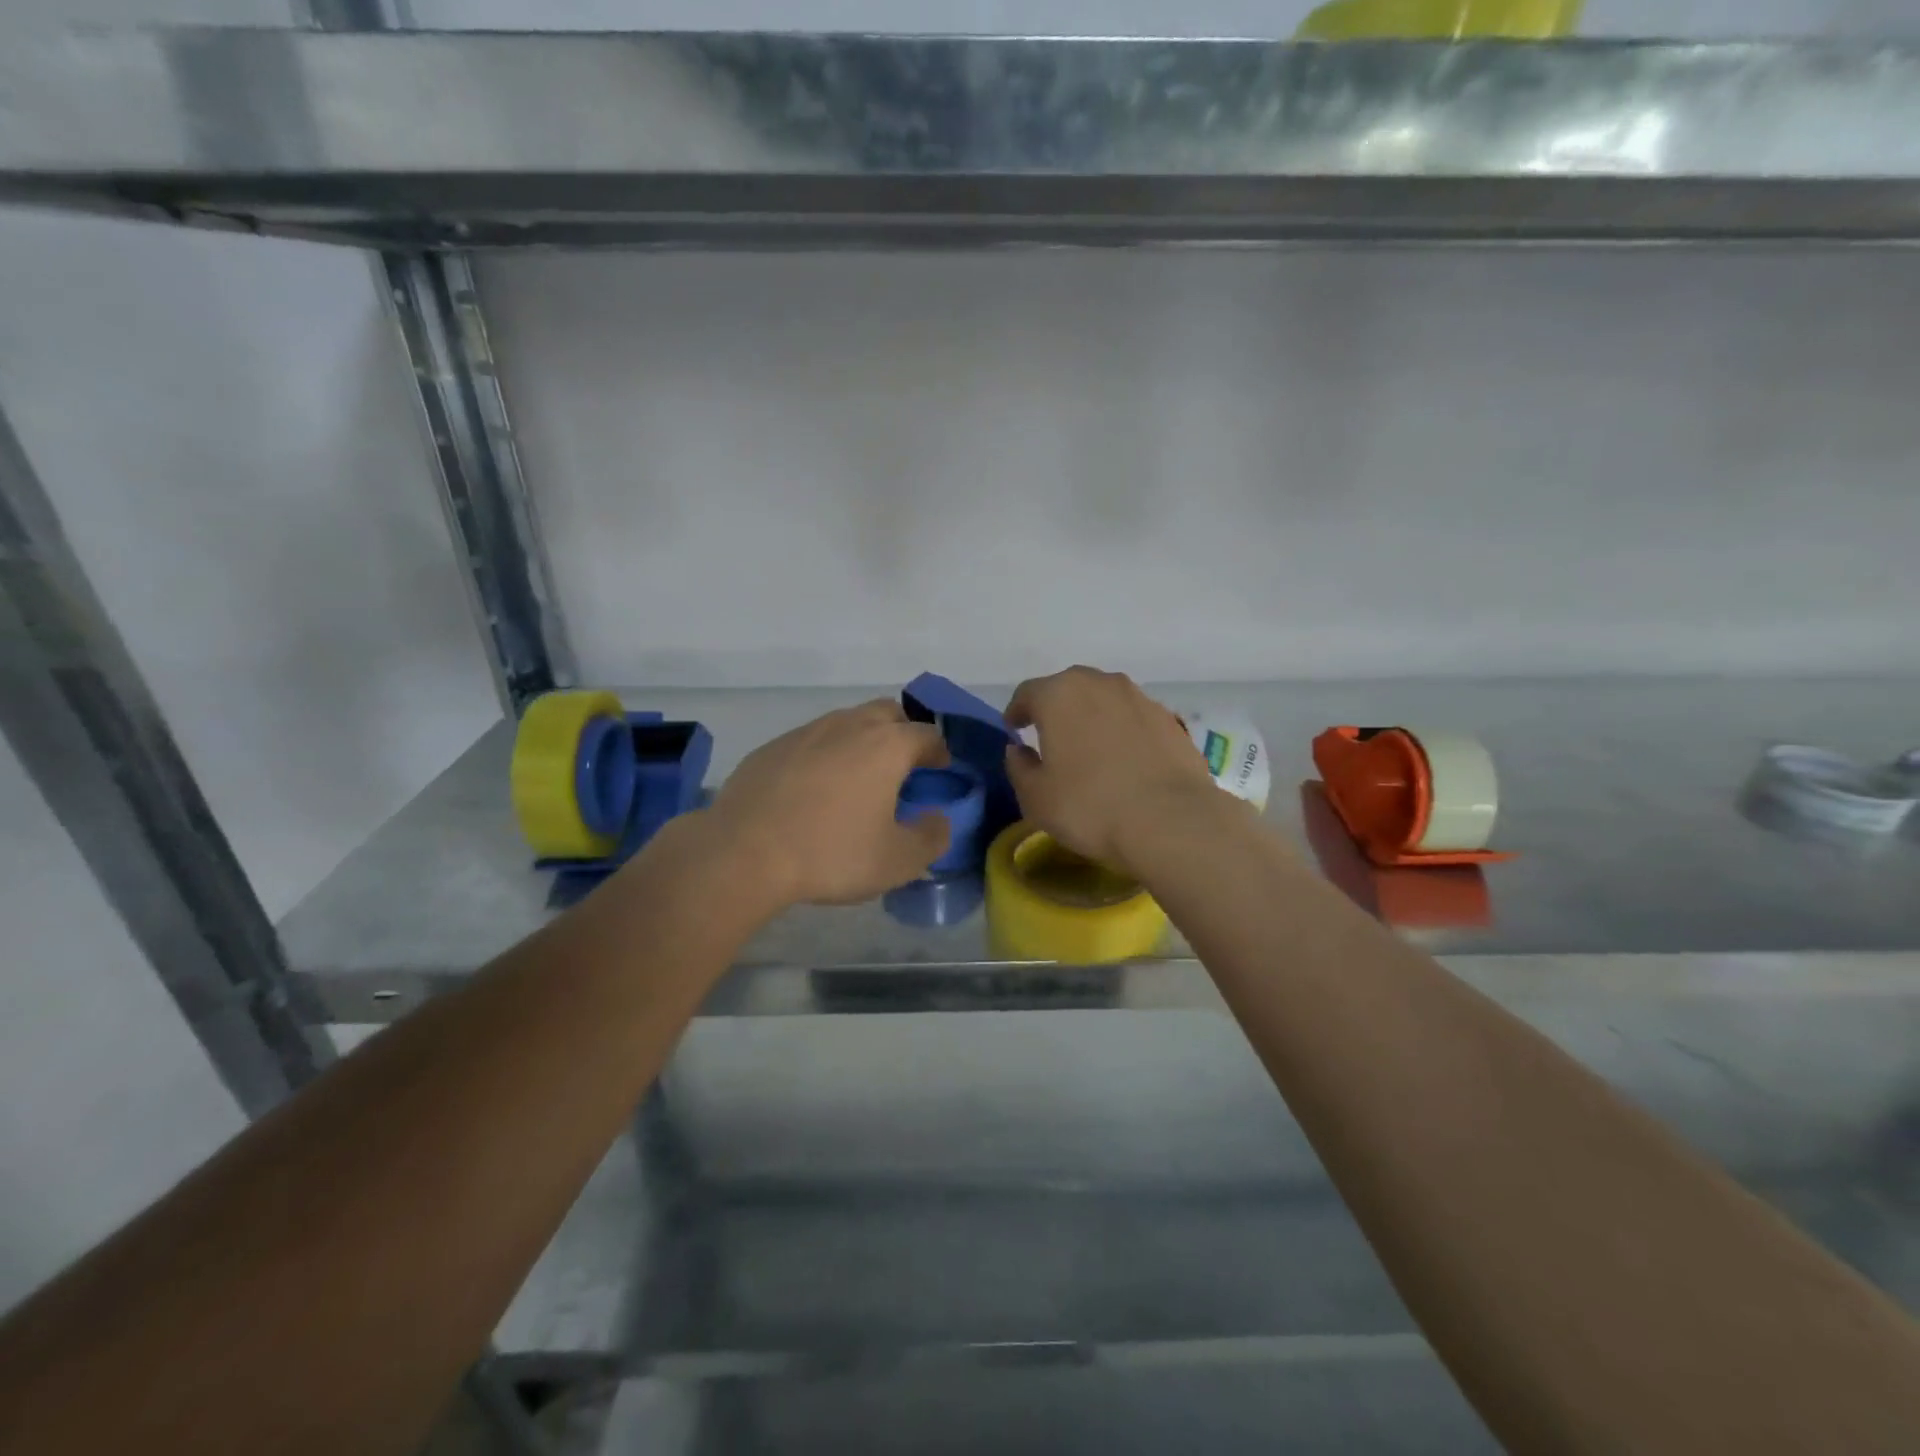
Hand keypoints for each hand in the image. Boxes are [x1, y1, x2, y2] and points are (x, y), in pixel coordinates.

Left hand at [705, 700, 951, 907]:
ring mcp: (806, 732)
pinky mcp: (772, 747)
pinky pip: (811, 741)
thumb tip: (939, 819)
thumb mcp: (898, 860)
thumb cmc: (831, 853)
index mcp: (886, 746)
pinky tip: (813, 789)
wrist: (743, 852)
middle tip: (902, 767)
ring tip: (858, 778)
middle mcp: (849, 726)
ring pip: (846, 722)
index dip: (939, 751)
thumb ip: (931, 837)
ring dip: (861, 740)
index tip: (940, 770)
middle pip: (888, 712)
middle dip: (902, 733)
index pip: (927, 734)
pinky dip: (824, 755)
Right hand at [1003, 666, 1220, 875]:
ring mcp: (1140, 698)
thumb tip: (1019, 750)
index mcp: (1059, 695)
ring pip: (1105, 700)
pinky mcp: (1170, 719)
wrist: (1171, 821)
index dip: (1017, 711)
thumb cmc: (1089, 806)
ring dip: (1092, 717)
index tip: (1013, 728)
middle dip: (1056, 709)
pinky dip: (1122, 732)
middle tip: (1049, 735)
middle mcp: (1100, 684)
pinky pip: (1134, 719)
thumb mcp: (1035, 797)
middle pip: (1069, 689)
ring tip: (1089, 747)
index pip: (1027, 693)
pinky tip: (1124, 760)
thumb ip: (1019, 767)